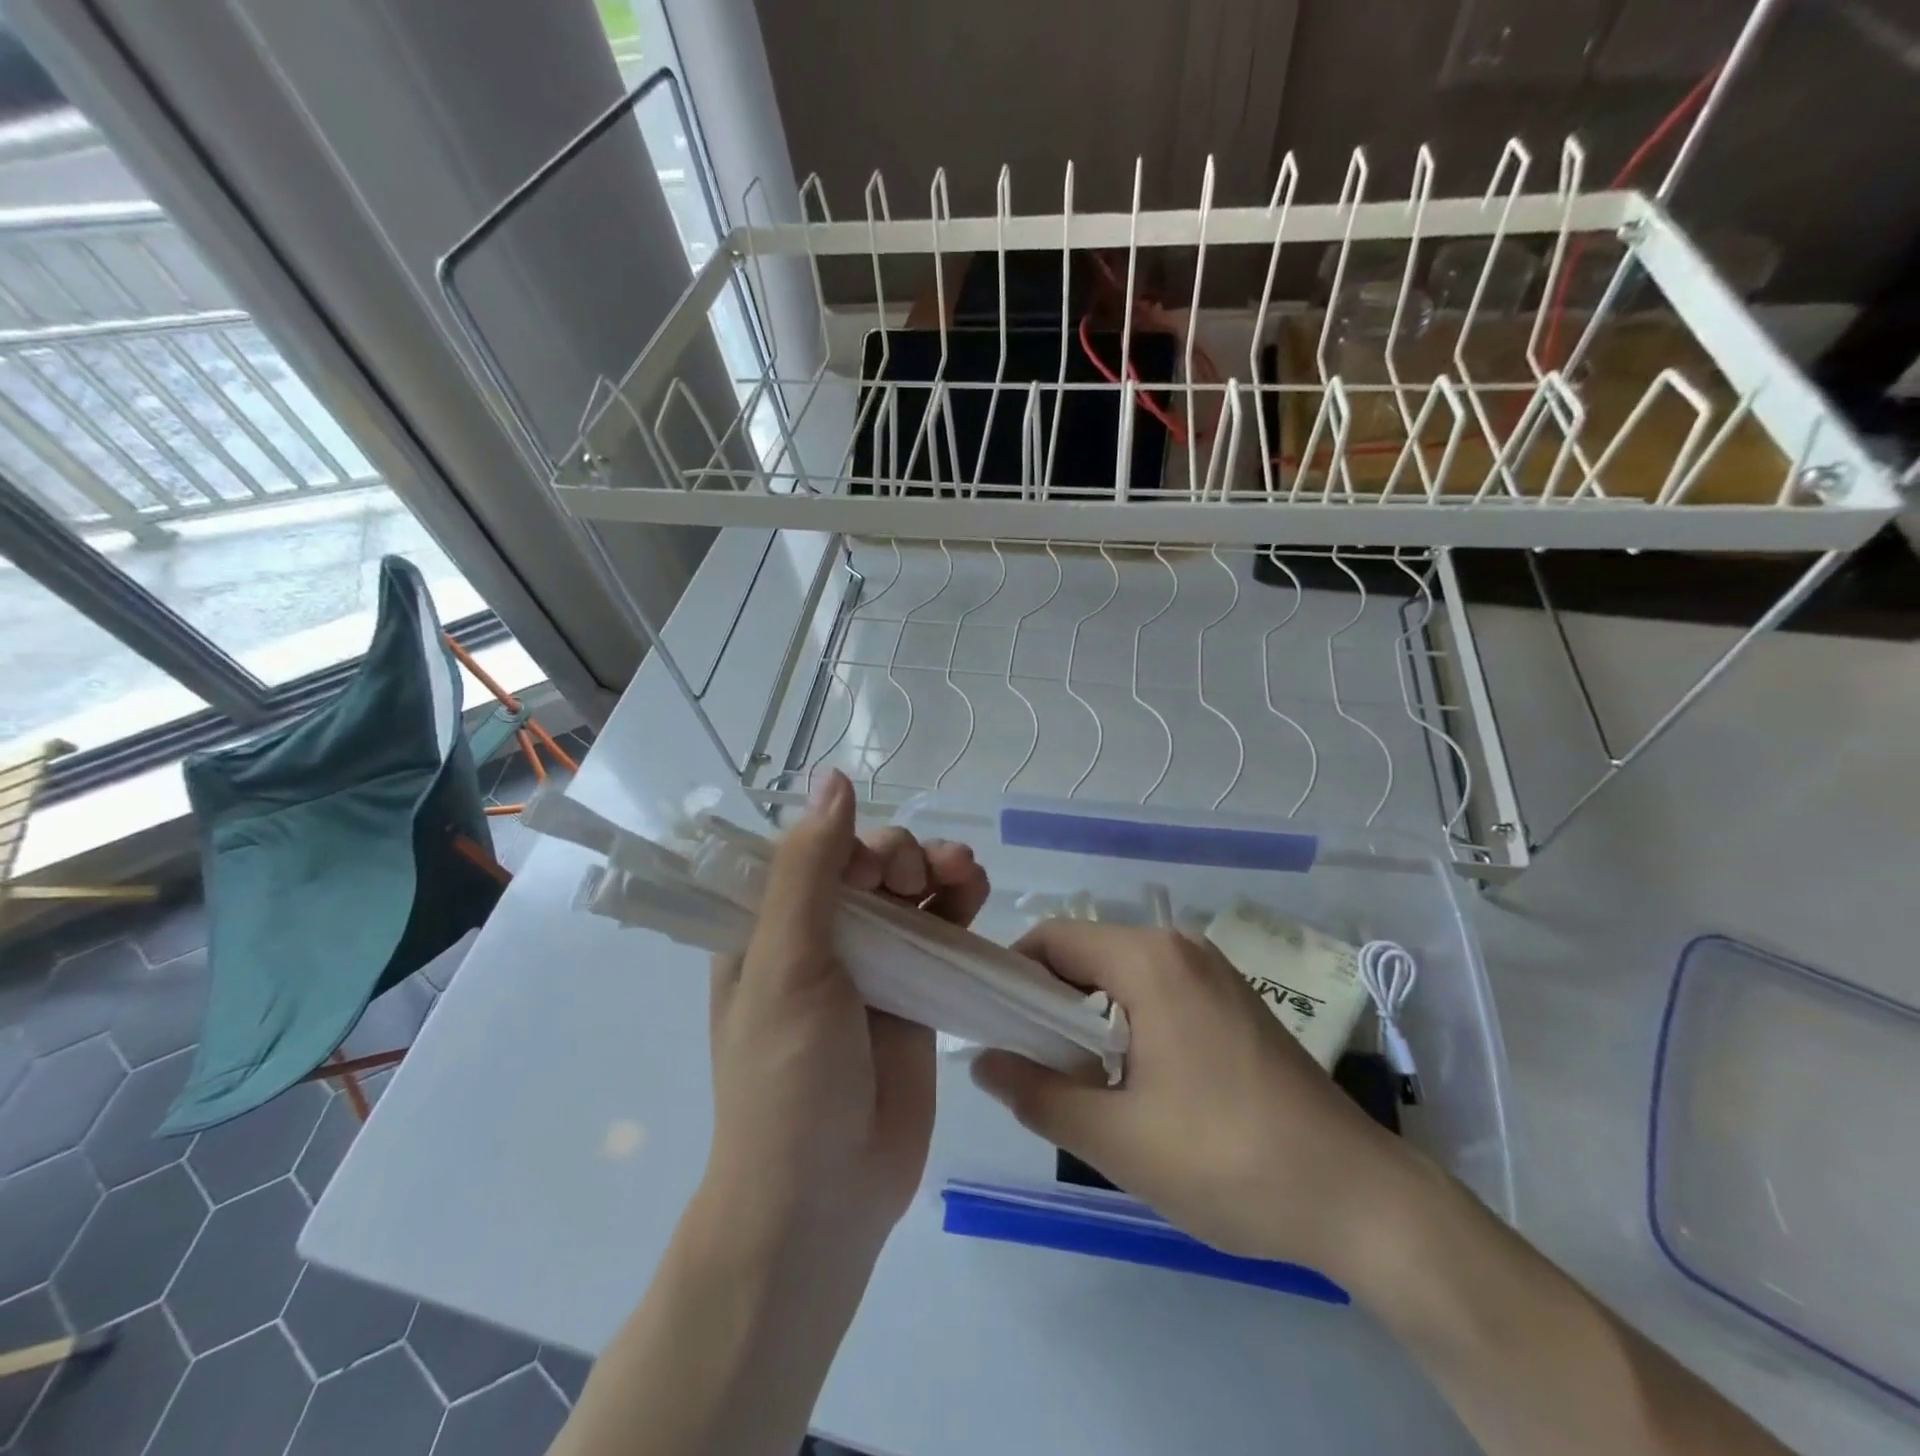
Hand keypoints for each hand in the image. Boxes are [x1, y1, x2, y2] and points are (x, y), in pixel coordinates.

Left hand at [703, 769, 989, 1249]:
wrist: (826, 1198)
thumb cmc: (788, 1080)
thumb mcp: (787, 966)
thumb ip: (809, 870)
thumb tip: (831, 777)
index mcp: (767, 926)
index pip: (809, 851)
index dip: (847, 840)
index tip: (872, 865)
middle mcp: (818, 937)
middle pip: (865, 864)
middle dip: (899, 853)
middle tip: (917, 876)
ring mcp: (871, 964)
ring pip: (908, 890)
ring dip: (937, 868)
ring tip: (964, 871)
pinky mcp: (915, 991)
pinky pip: (940, 929)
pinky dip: (958, 903)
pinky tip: (976, 891)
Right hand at [971, 921, 1423, 1275]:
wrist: (1359, 1198)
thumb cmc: (1228, 1159)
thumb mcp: (1117, 1138)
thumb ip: (1038, 1094)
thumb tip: (982, 1063)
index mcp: (1150, 960)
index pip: (1052, 939)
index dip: (1011, 976)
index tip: (991, 1025)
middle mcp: (1180, 947)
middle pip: (1086, 953)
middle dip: (1047, 1001)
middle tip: (1028, 1061)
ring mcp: (1212, 971)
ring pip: (1120, 974)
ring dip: (1086, 1015)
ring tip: (1075, 1077)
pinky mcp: (1232, 1000)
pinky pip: (1156, 991)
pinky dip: (1125, 1020)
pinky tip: (1131, 1079)